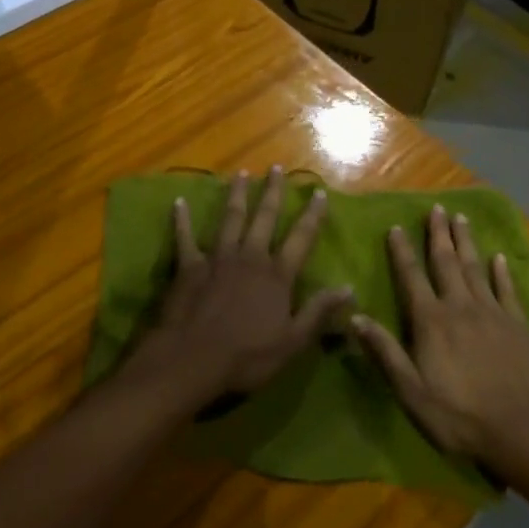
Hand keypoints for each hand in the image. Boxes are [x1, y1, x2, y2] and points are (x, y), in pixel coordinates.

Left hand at [128, 167, 352, 408]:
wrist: (193, 359)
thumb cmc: (247, 356)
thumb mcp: (292, 341)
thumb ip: (319, 311)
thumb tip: (350, 287)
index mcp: (277, 275)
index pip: (300, 238)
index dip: (312, 215)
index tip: (318, 192)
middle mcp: (250, 256)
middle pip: (264, 218)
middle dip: (272, 192)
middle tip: (276, 168)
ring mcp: (218, 257)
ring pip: (230, 218)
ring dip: (236, 195)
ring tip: (241, 174)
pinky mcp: (189, 265)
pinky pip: (185, 237)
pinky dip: (182, 220)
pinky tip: (179, 202)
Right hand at [351, 205, 528, 476]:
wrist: (521, 431)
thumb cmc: (459, 416)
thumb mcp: (411, 392)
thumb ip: (385, 352)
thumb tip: (354, 317)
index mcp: (431, 321)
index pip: (412, 277)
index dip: (402, 251)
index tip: (395, 227)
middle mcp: (460, 306)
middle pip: (446, 262)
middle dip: (438, 234)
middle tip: (436, 208)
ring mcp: (492, 313)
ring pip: (475, 268)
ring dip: (466, 242)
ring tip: (461, 218)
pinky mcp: (517, 325)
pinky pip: (507, 290)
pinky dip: (501, 272)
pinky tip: (499, 257)